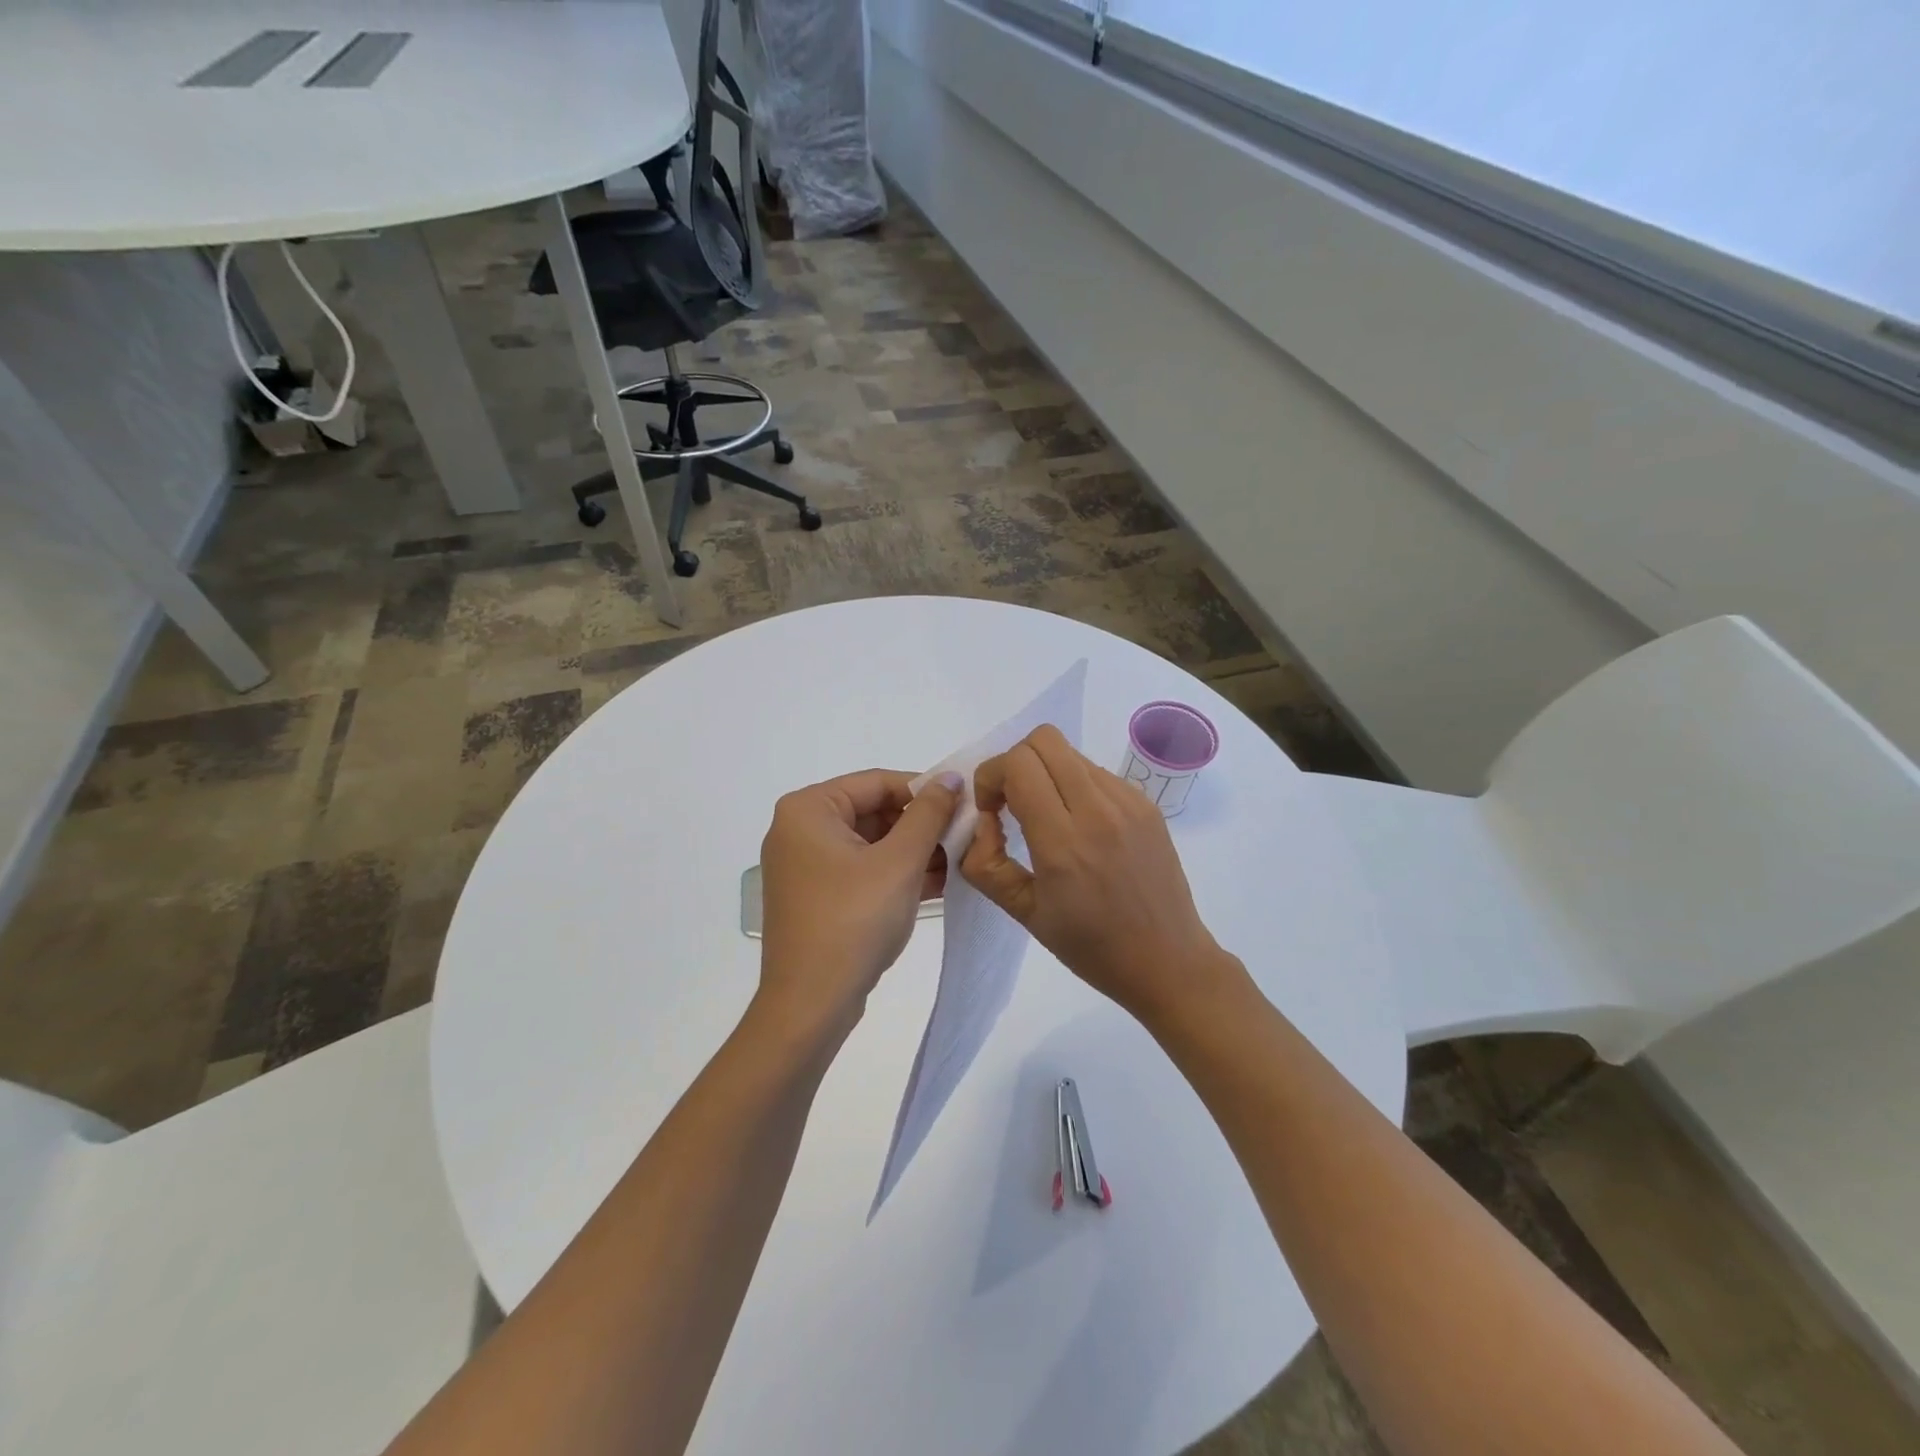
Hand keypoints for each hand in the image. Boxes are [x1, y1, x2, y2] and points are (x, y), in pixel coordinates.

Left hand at [756, 768, 962, 1041]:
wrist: (811, 1005)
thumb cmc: (854, 921)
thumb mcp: (900, 862)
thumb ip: (929, 814)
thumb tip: (951, 778)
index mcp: (808, 810)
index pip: (876, 782)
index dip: (924, 789)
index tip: (965, 801)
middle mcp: (800, 830)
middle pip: (873, 811)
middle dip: (921, 825)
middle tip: (966, 833)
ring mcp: (806, 866)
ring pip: (872, 843)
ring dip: (914, 851)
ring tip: (961, 858)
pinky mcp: (817, 896)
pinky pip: (863, 871)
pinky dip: (896, 874)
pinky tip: (939, 882)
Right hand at [962, 726, 1243, 1023]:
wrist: (1168, 960)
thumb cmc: (1091, 947)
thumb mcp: (1024, 913)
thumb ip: (986, 864)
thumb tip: (982, 822)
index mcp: (1063, 842)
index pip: (1018, 764)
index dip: (991, 777)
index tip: (992, 811)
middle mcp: (1099, 811)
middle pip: (1044, 739)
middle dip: (1015, 763)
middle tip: (1013, 803)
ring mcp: (1129, 802)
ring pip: (1071, 752)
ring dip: (1046, 772)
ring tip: (1048, 817)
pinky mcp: (1147, 803)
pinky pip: (1097, 772)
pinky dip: (1075, 785)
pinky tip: (1081, 826)